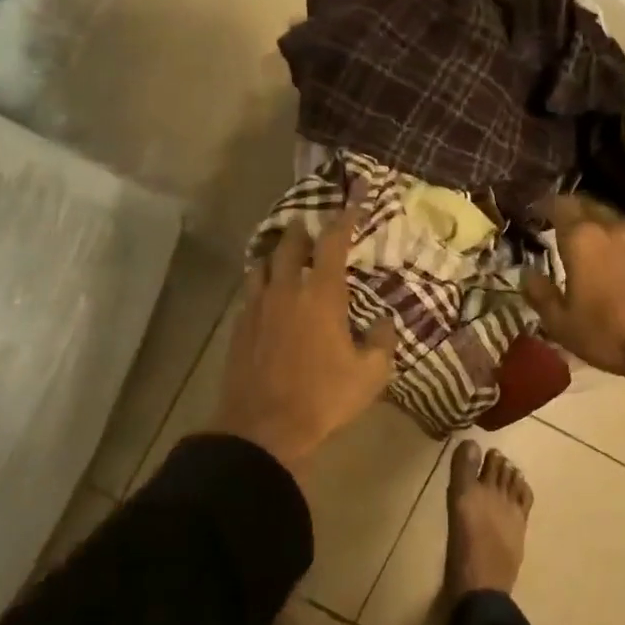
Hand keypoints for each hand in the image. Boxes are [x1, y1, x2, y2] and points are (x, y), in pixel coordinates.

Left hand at [210, 192, 398, 476]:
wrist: (264, 428)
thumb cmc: (323, 398)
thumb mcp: (370, 375)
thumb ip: (382, 341)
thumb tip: (385, 321)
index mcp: (321, 295)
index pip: (333, 242)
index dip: (346, 215)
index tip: (356, 196)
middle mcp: (285, 290)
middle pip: (289, 244)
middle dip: (304, 231)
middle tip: (314, 229)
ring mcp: (257, 306)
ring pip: (262, 264)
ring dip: (277, 254)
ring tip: (287, 258)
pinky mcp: (239, 327)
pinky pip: (250, 291)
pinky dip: (262, 283)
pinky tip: (268, 296)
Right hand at [522, 194, 624, 406]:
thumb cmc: (609, 335)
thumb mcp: (561, 323)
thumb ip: (540, 293)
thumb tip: (527, 273)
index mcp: (582, 239)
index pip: (559, 205)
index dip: (544, 206)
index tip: (535, 214)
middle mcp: (613, 228)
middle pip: (588, 205)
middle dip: (571, 211)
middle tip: (557, 226)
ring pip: (612, 220)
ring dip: (596, 227)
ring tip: (586, 246)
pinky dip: (618, 244)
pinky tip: (614, 264)